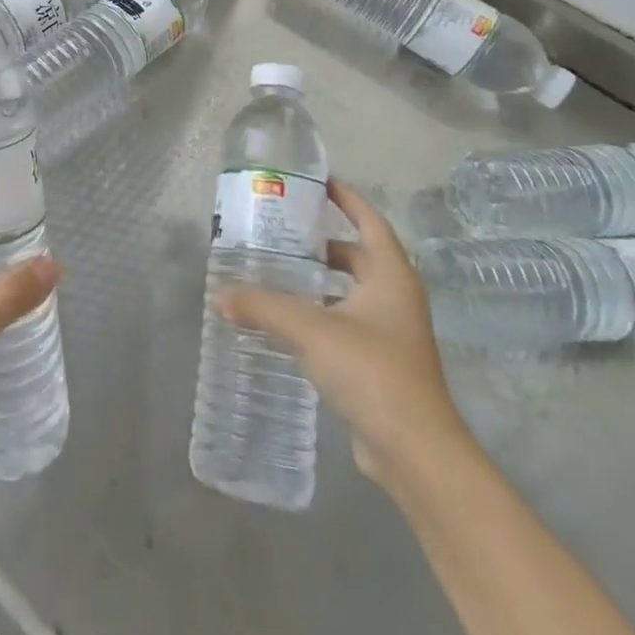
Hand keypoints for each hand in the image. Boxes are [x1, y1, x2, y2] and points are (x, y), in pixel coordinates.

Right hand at [220, 179, 467, 490]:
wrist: (416, 452)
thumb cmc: (371, 372)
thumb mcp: (311, 330)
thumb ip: (263, 307)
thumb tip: (219, 294)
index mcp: (390, 275)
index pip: (369, 220)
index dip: (345, 198)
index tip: (315, 181)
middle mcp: (395, 297)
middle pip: (358, 255)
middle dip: (322, 242)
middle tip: (280, 231)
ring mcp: (391, 333)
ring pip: (351, 291)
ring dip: (319, 280)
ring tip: (277, 271)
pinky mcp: (380, 363)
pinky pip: (346, 322)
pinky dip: (320, 313)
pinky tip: (288, 320)